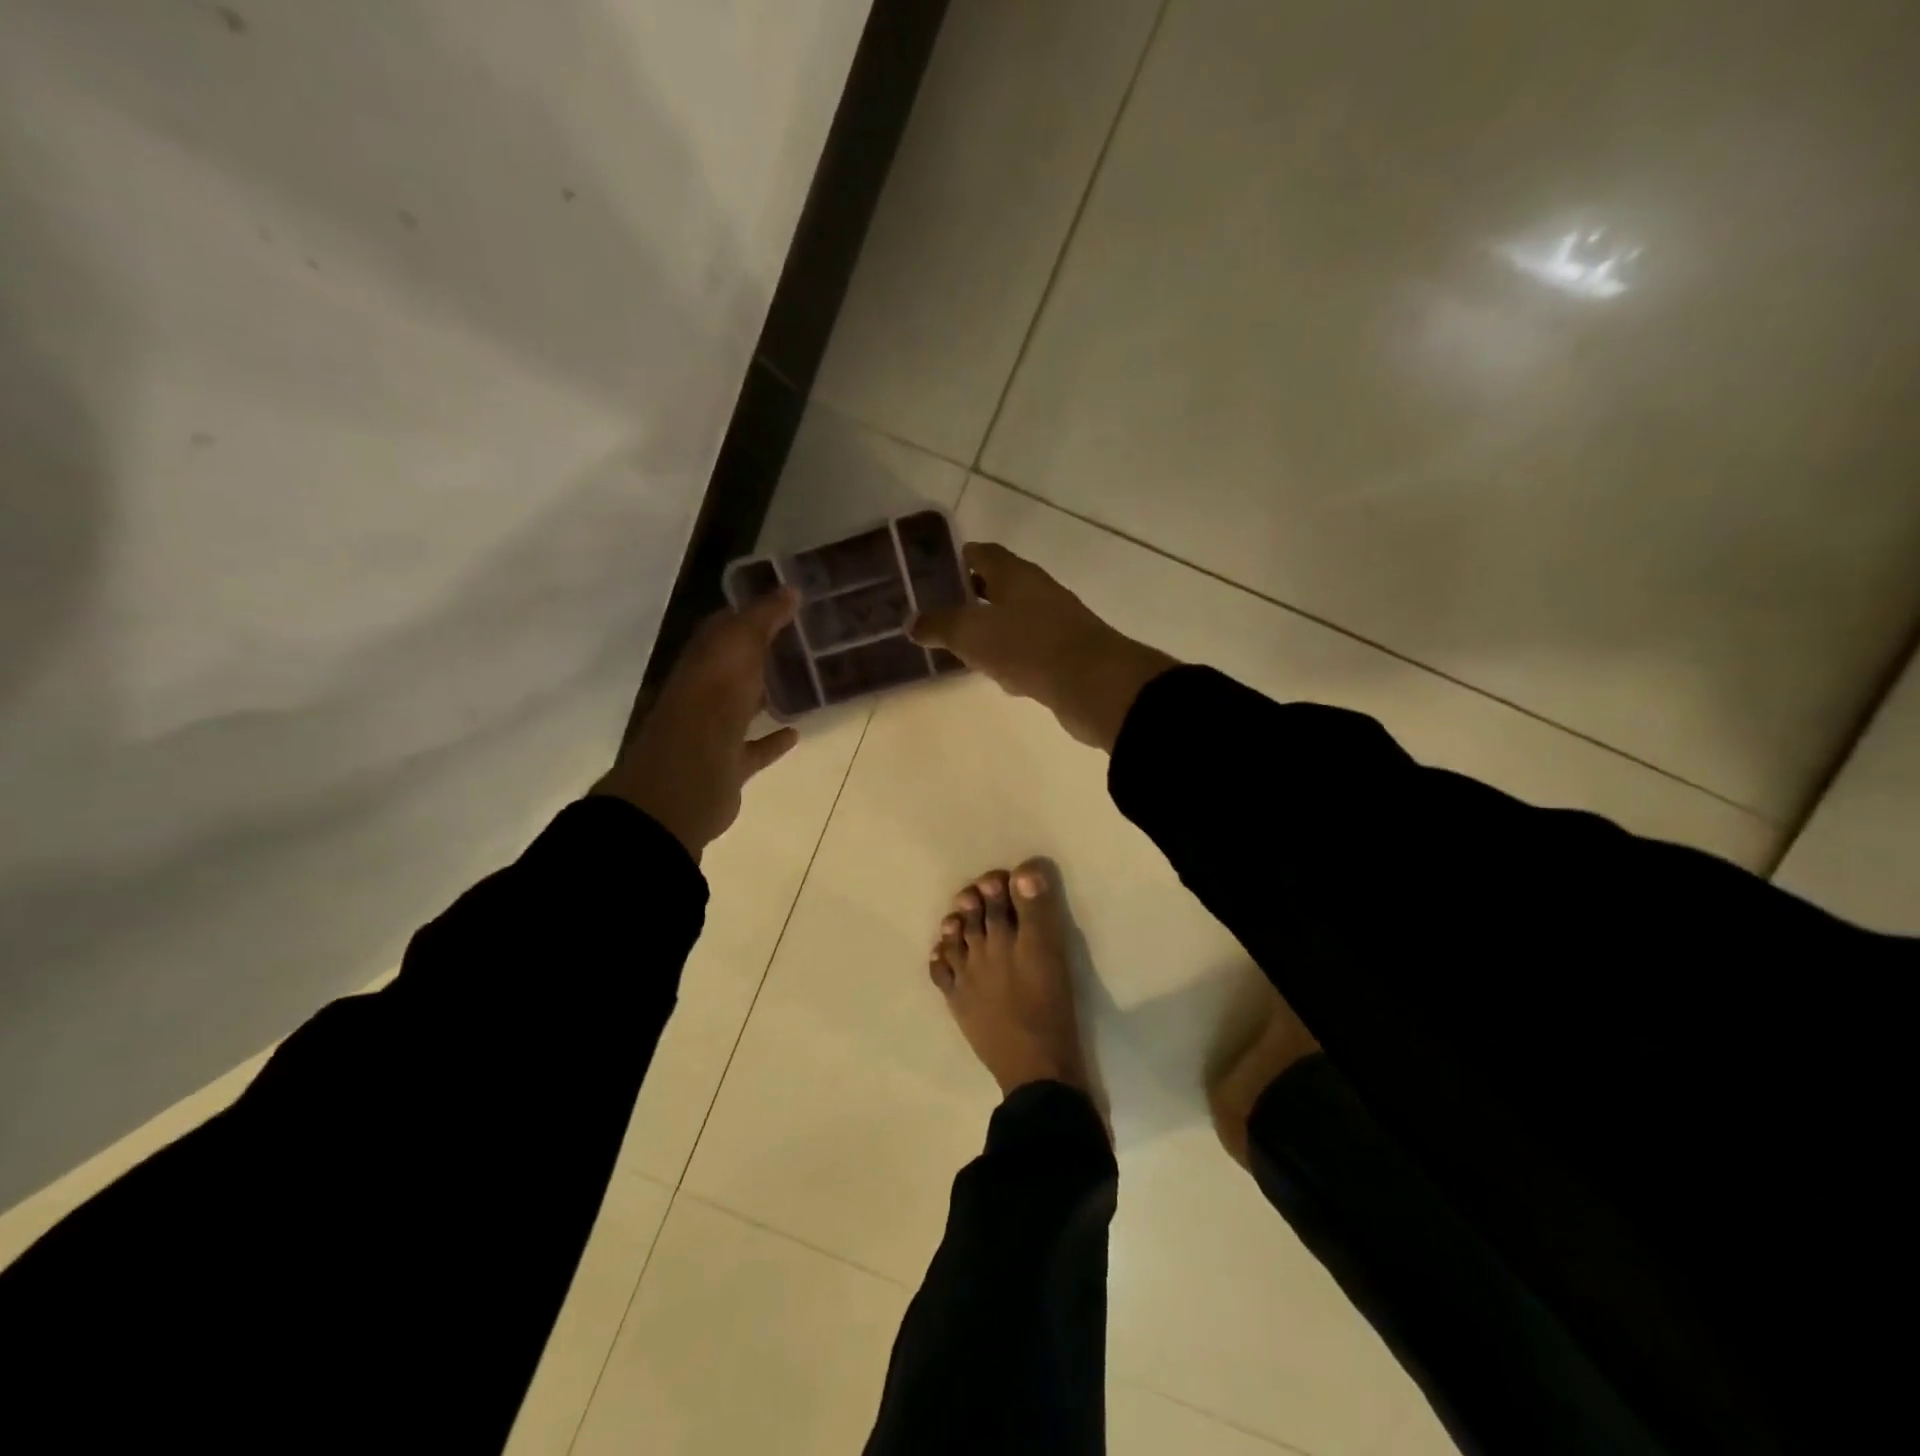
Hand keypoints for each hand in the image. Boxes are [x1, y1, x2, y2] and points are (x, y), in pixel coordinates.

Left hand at [595, 591, 800, 859]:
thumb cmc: (712, 701)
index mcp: (703, 659)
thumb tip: (791, 589)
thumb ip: (764, 618)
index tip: (788, 605)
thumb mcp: (739, 647)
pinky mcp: (728, 764)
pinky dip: (773, 740)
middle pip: (734, 667)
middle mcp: (704, 690)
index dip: (753, 614)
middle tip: (803, 642)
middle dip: (762, 654)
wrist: (687, 777)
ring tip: (803, 683)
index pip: (726, 627)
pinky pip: (755, 747)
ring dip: (766, 694)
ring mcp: (714, 729)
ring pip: (743, 705)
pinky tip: (796, 732)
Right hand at [909, 543, 1178, 750]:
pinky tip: (998, 676)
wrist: (1093, 683)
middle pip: (998, 586)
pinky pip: (1028, 650)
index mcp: (1015, 574)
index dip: (957, 559)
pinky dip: (1010, 658)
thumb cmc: (1027, 645)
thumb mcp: (971, 633)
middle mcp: (1037, 591)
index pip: (982, 554)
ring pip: (1013, 620)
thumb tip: (911, 622)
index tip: (931, 573)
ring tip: (960, 646)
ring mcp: (1055, 623)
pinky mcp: (1065, 654)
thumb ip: (939, 626)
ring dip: (990, 631)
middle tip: (938, 613)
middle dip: (970, 597)